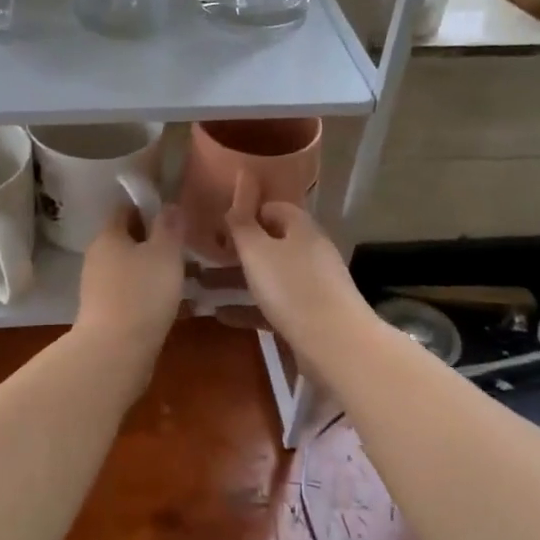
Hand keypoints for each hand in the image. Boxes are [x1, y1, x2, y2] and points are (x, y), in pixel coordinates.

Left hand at [74, 202, 185, 355]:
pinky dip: (145, 293)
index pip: (124, 208)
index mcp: (108, 236)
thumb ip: (169, 226)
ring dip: (150, 268)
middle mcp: (97, 257)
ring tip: (180, 275)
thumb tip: (169, 205)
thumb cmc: (142, 293)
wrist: (114, 352)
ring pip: (127, 267)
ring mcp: (96, 287)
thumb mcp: (165, 253)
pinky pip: (128, 292)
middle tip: (182, 245)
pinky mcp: (103, 313)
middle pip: (125, 239)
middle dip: (151, 240)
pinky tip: (167, 303)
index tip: (172, 214)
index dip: (147, 206)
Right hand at [224, 173, 368, 354]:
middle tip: (206, 257)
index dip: (247, 213)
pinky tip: (222, 316)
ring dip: (238, 280)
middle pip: (271, 243)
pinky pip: (274, 305)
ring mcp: (313, 285)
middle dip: (238, 250)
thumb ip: (242, 224)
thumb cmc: (292, 288)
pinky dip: (249, 308)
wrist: (336, 344)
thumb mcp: (257, 252)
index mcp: (301, 229)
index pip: (273, 208)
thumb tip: (238, 194)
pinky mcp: (310, 315)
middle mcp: (310, 252)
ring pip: (270, 276)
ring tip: (203, 287)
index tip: (219, 225)